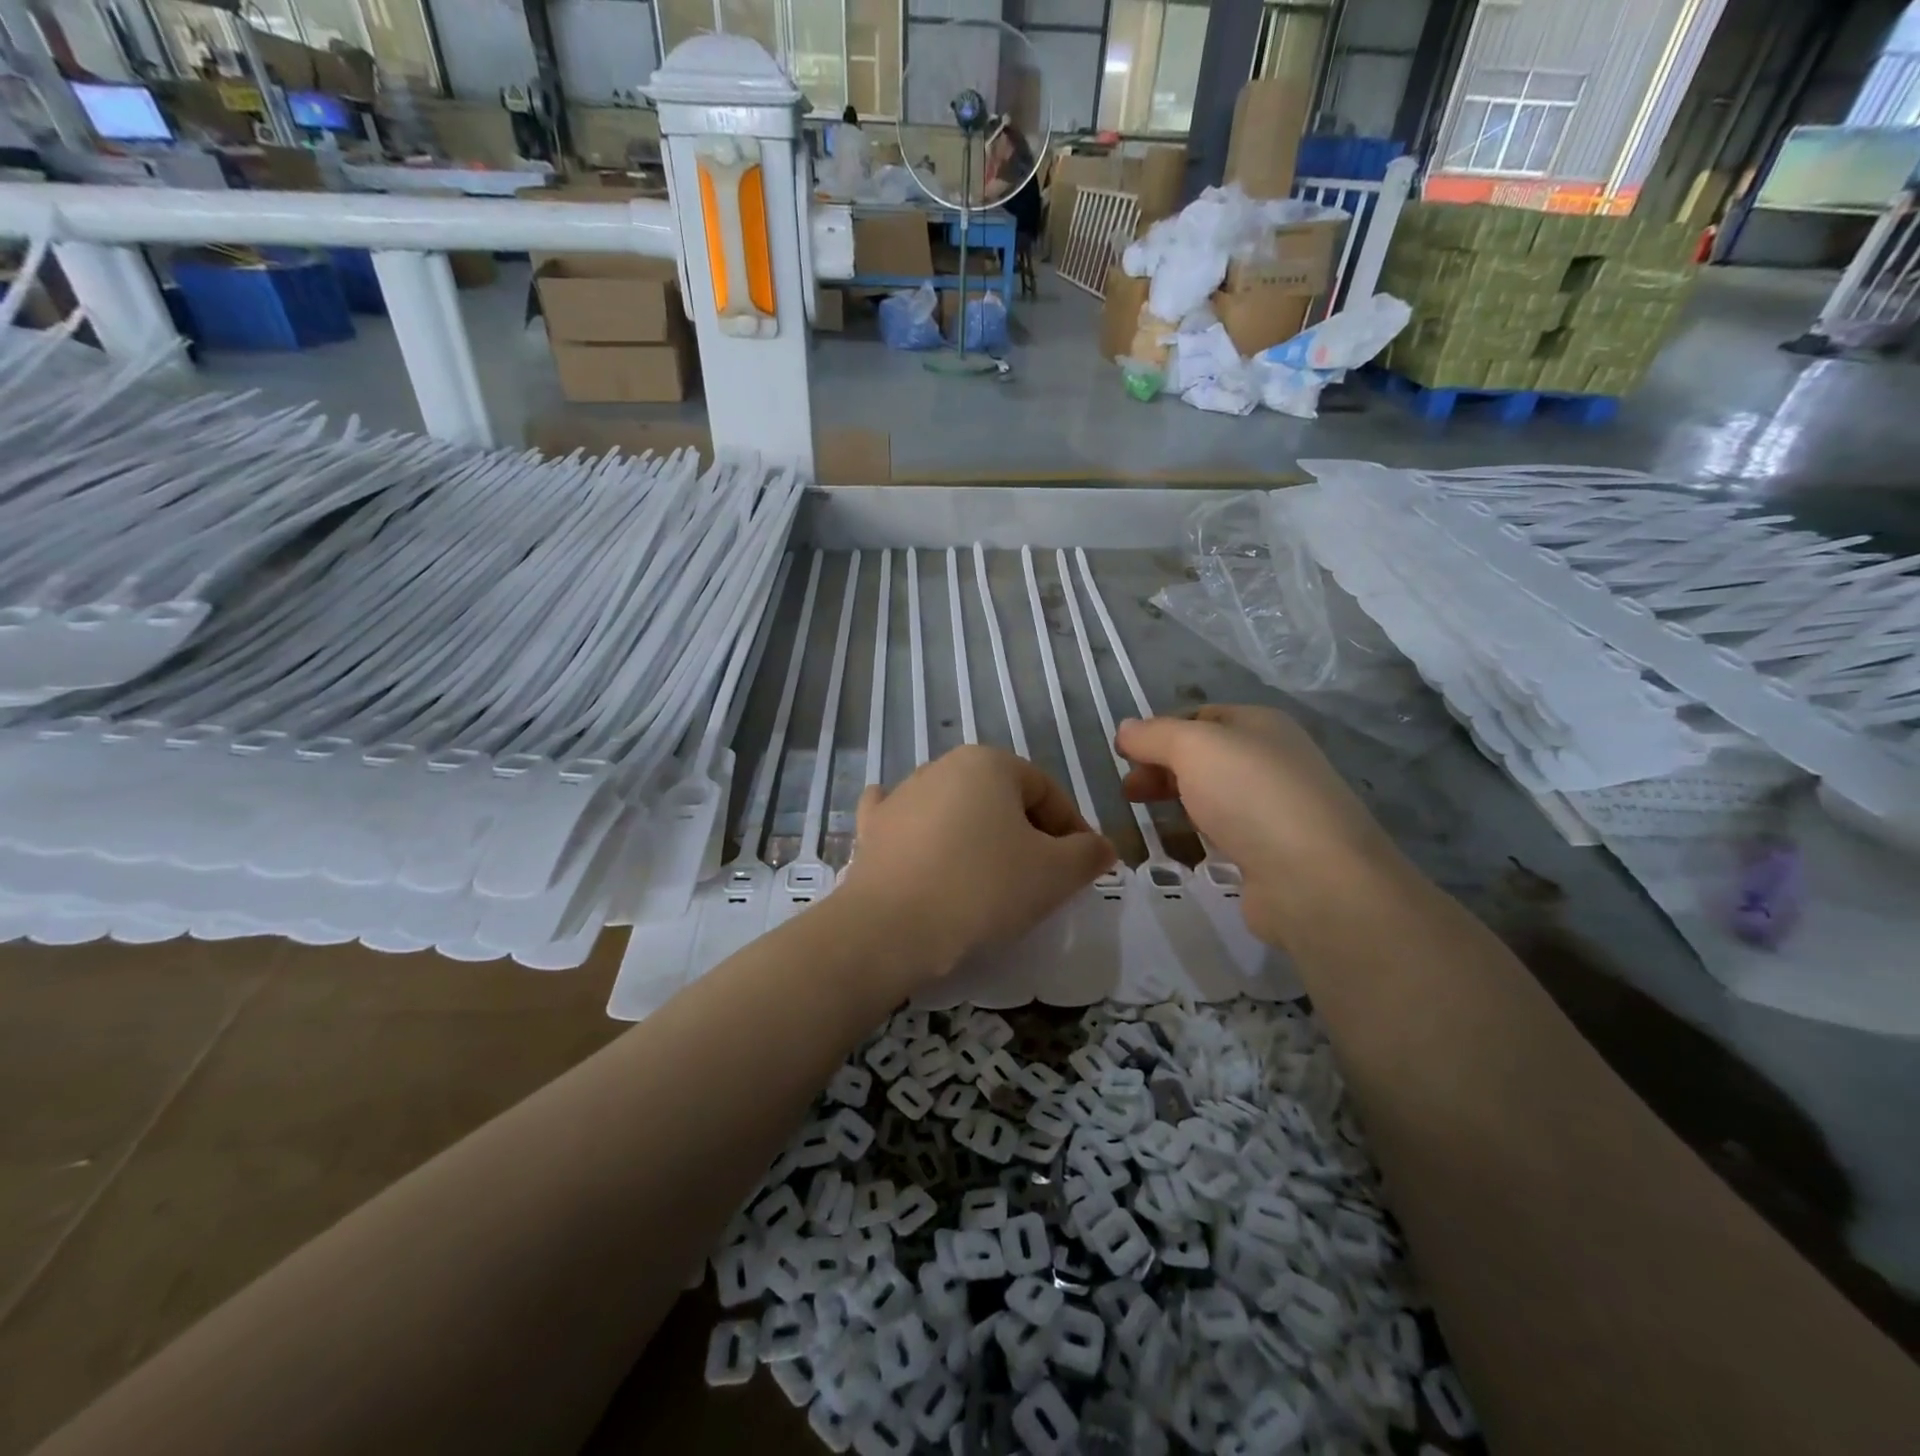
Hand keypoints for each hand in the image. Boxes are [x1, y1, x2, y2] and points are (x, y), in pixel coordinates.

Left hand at [838, 745, 1113, 976]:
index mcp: (989, 763)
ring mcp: (901, 795)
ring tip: (989, 881)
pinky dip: (921, 832)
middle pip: (1001, 799)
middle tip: (1040, 878)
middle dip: (1026, 833)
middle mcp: (942, 766)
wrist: (891, 927)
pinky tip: (923, 847)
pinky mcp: (873, 828)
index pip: (1047, 791)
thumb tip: (1101, 846)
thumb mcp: (1055, 874)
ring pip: (956, 811)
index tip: (1080, 868)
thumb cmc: (983, 888)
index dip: (1072, 828)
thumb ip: (1088, 854)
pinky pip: (905, 822)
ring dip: (979, 837)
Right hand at [1114, 705, 1399, 944]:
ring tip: (1146, 817)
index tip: (1124, 756)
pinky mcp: (1274, 851)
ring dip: (1179, 801)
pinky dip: (1201, 834)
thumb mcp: (1193, 747)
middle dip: (1162, 768)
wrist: (1314, 877)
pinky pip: (1227, 832)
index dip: (1158, 732)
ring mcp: (1277, 807)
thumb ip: (1153, 735)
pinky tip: (1184, 846)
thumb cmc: (1250, 795)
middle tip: (1128, 791)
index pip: (1199, 717)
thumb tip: (1125, 728)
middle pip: (1204, 757)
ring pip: (1214, 794)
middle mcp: (1273, 759)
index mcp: (1260, 724)